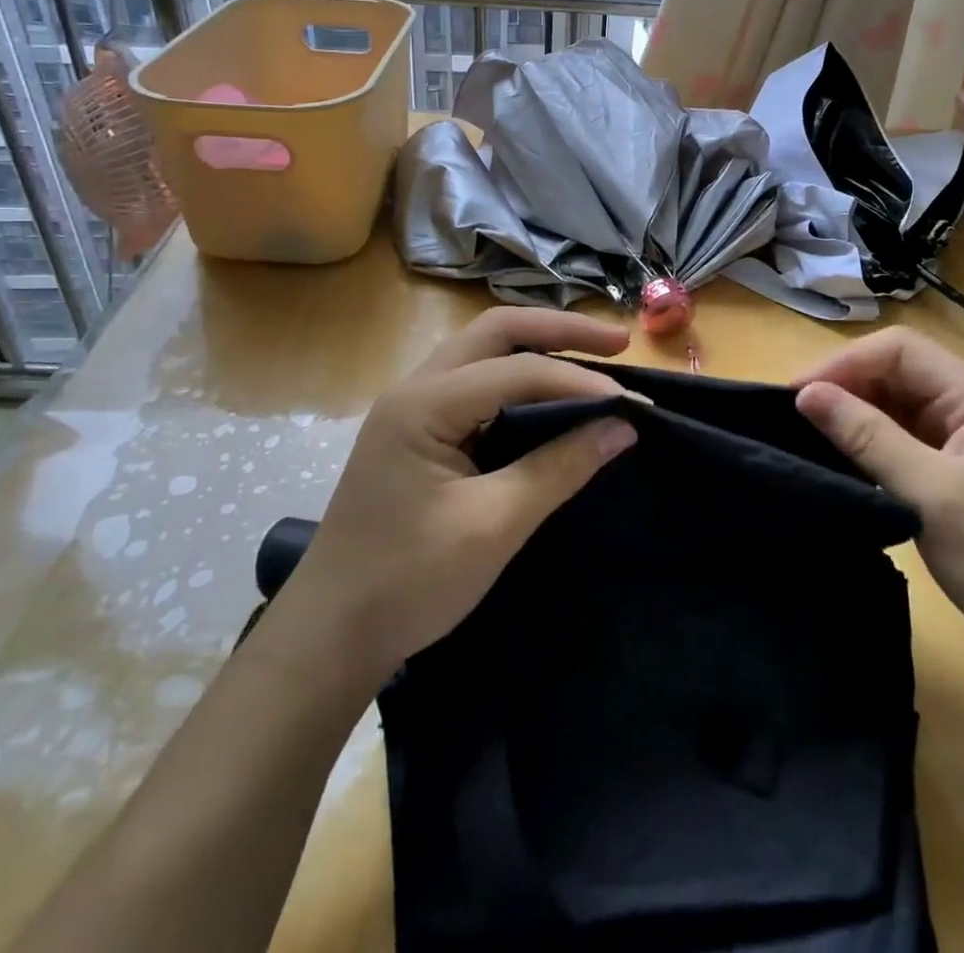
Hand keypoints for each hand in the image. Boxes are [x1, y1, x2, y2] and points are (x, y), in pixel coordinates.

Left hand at [274, 307, 637, 683]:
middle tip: (617, 343)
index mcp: (423, 404)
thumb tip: (622, 428)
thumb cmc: (407, 582)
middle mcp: (415, 388)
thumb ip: (558, 469)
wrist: (331, 633)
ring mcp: (413, 407)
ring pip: (483, 351)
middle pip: (495, 331)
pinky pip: (476, 383)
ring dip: (538, 347)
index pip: (515, 370)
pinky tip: (549, 394)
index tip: (633, 404)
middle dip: (559, 330)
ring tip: (593, 357)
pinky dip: (519, 378)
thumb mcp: (492, 526)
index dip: (577, 383)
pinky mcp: (418, 431)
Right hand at [795, 327, 963, 705]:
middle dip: (845, 386)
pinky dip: (869, 446)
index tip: (799, 394)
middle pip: (897, 374)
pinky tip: (842, 462)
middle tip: (794, 416)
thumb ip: (868, 437)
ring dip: (854, 416)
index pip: (900, 351)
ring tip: (807, 436)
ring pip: (896, 409)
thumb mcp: (932, 495)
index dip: (846, 363)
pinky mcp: (955, 480)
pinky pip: (902, 443)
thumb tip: (805, 394)